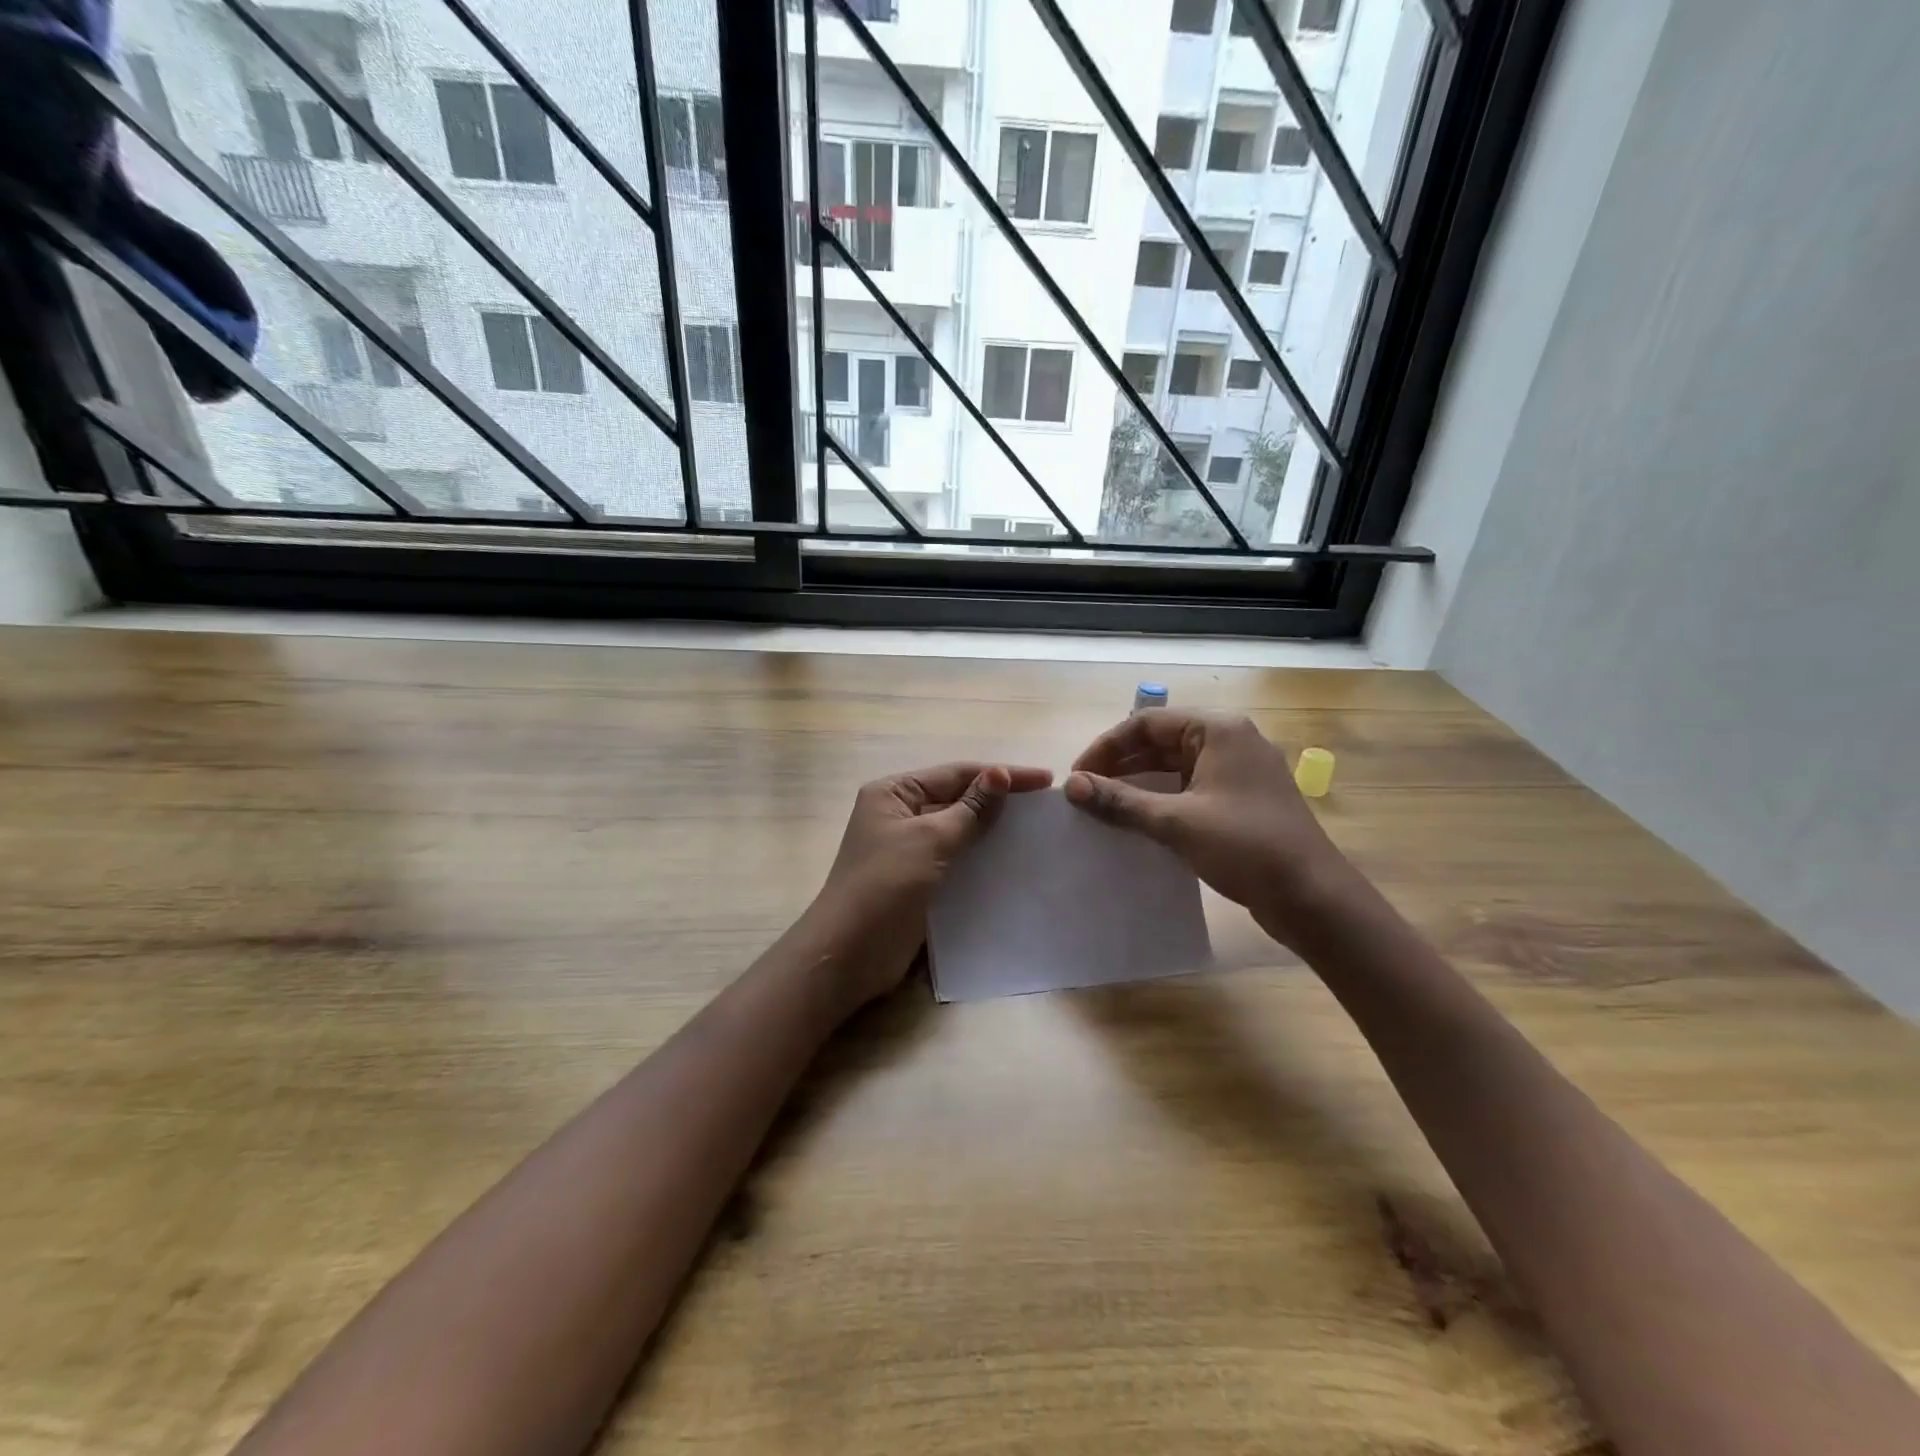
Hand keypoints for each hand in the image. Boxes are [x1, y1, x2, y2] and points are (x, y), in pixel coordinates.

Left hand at [810, 761, 1052, 1005]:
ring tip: (1036, 830)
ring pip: (959, 830)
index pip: (956, 773)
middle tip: (1045, 805)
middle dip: (998, 800)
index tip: (1045, 780)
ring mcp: (908, 848)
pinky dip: (981, 856)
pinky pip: (956, 858)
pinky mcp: (918, 880)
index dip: (1001, 775)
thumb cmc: (885, 886)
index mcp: (894, 792)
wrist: (850, 954)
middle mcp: (899, 814)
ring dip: (992, 829)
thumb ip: (969, 809)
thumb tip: (1000, 774)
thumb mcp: (929, 840)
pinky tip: (1011, 860)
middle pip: (957, 798)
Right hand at [1064, 710, 1350, 948]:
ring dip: (1138, 783)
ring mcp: (1238, 771)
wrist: (1313, 898)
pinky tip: (1137, 822)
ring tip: (1103, 808)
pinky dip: (1161, 799)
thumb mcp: (1176, 822)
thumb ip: (1120, 801)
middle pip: (1160, 741)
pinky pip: (1190, 788)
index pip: (1145, 722)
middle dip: (1120, 765)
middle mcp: (1230, 740)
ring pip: (1174, 766)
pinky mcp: (1241, 800)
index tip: (1077, 777)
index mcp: (1218, 730)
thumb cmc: (1245, 847)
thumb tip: (1071, 786)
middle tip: (1085, 794)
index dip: (1106, 747)